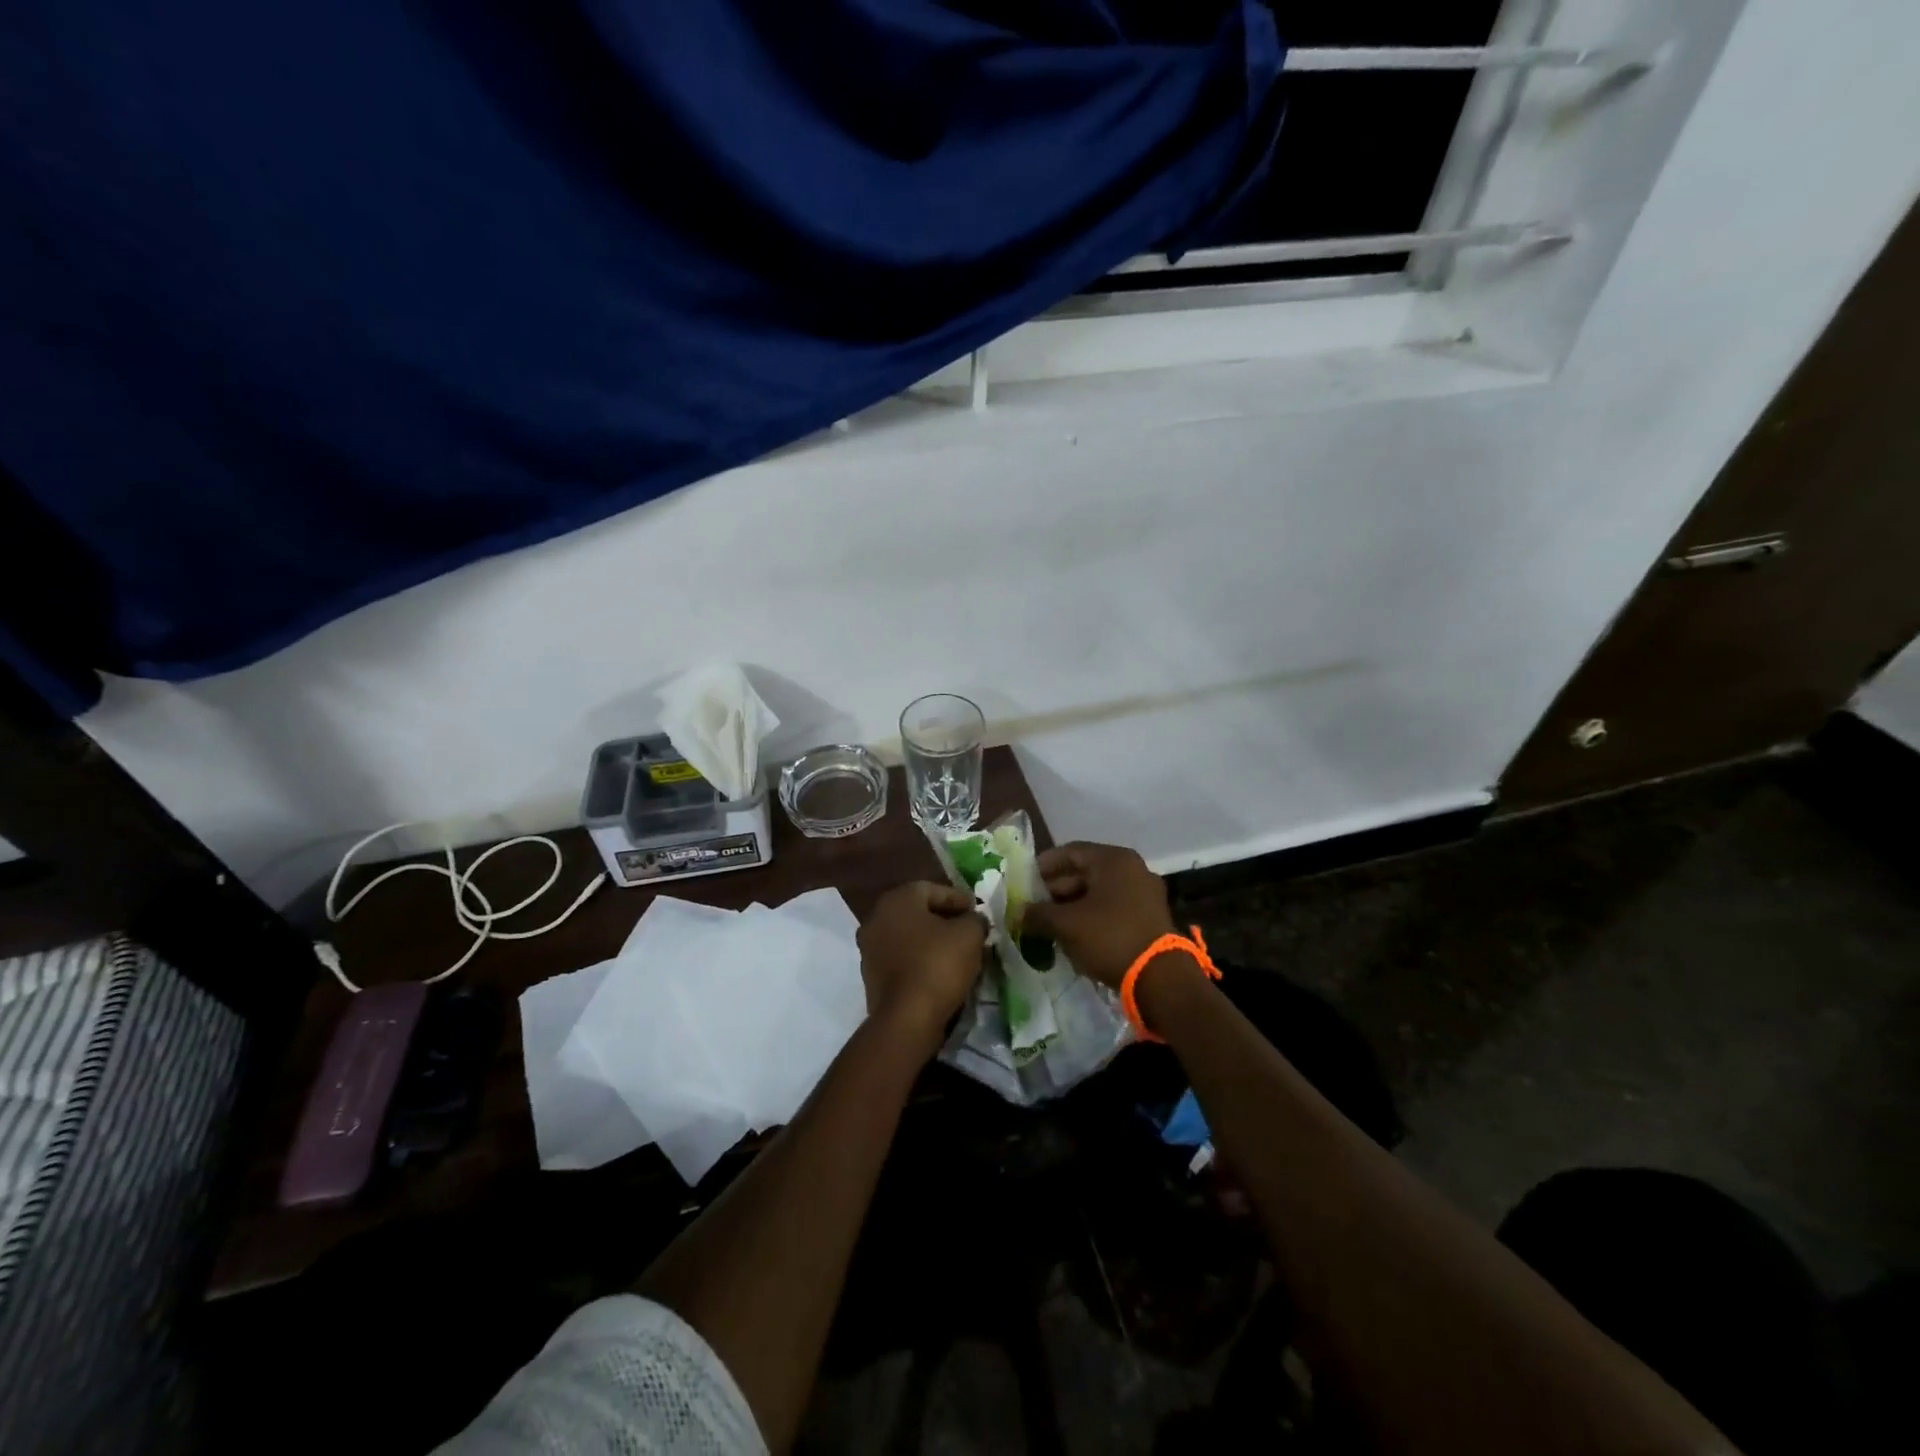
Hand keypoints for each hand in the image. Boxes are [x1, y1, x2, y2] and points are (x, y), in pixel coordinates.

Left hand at [857, 882, 987, 1056]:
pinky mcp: (871, 975)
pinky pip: (901, 958)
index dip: (958, 899)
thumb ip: (975, 920)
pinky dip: (919, 960)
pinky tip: (939, 971)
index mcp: (897, 899)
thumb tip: (974, 920)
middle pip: (917, 912)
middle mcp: (876, 918)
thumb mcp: (969, 935)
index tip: (977, 913)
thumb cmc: (938, 965)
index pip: (932, 889)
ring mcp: (869, 948)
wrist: (906, 1018)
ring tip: (957, 953)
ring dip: (931, 941)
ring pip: (908, 936)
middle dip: (944, 919)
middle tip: (968, 931)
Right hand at [1020, 841, 1178, 989]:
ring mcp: (1144, 893)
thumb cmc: (1109, 937)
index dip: (1044, 865)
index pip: (1070, 852)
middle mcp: (1132, 869)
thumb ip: (1038, 914)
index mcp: (1113, 860)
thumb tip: (1019, 913)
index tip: (1024, 881)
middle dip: (1056, 890)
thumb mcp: (1066, 925)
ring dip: (1073, 906)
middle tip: (1034, 907)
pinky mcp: (1150, 917)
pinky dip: (1092, 917)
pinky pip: (1113, 908)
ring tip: (1050, 925)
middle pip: (1085, 872)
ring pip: (1099, 892)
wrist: (1160, 978)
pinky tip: (1074, 936)